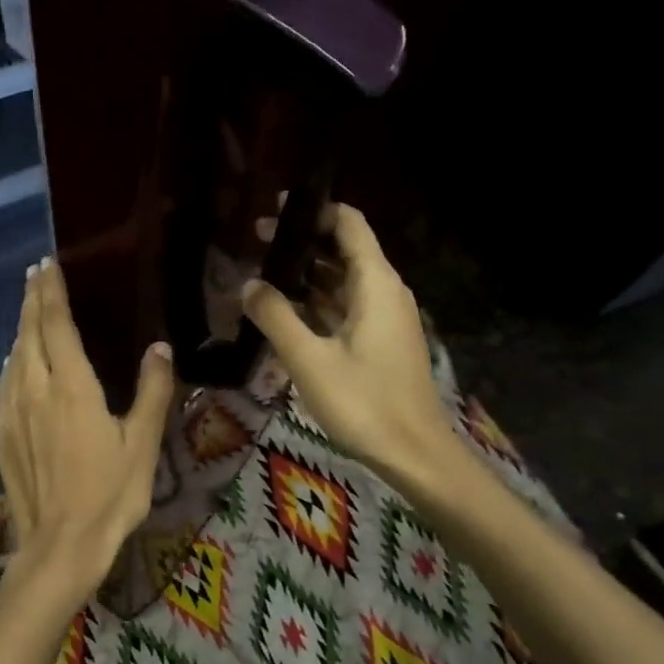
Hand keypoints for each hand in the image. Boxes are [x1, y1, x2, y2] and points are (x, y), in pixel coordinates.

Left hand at [0, 258, 175, 604]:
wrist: (59, 546)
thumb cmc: (109, 495)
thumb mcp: (142, 444)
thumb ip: (152, 391)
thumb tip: (160, 347)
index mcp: (71, 387)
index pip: (56, 324)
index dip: (51, 291)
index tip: (46, 265)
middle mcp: (35, 390)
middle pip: (28, 333)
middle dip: (31, 299)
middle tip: (34, 274)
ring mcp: (12, 413)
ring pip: (13, 357)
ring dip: (20, 328)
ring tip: (27, 310)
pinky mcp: (1, 435)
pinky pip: (3, 384)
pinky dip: (11, 362)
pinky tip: (15, 363)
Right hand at [242, 205, 477, 505]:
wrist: (414, 454)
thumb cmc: (363, 402)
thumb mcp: (309, 359)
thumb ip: (276, 316)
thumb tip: (248, 283)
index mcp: (375, 283)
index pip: (349, 225)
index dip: (315, 210)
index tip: (275, 209)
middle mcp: (384, 291)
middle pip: (343, 250)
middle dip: (302, 242)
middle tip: (256, 240)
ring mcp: (384, 318)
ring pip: (342, 280)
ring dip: (306, 274)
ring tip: (262, 272)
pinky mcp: (380, 342)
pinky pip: (345, 306)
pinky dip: (316, 301)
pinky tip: (285, 310)